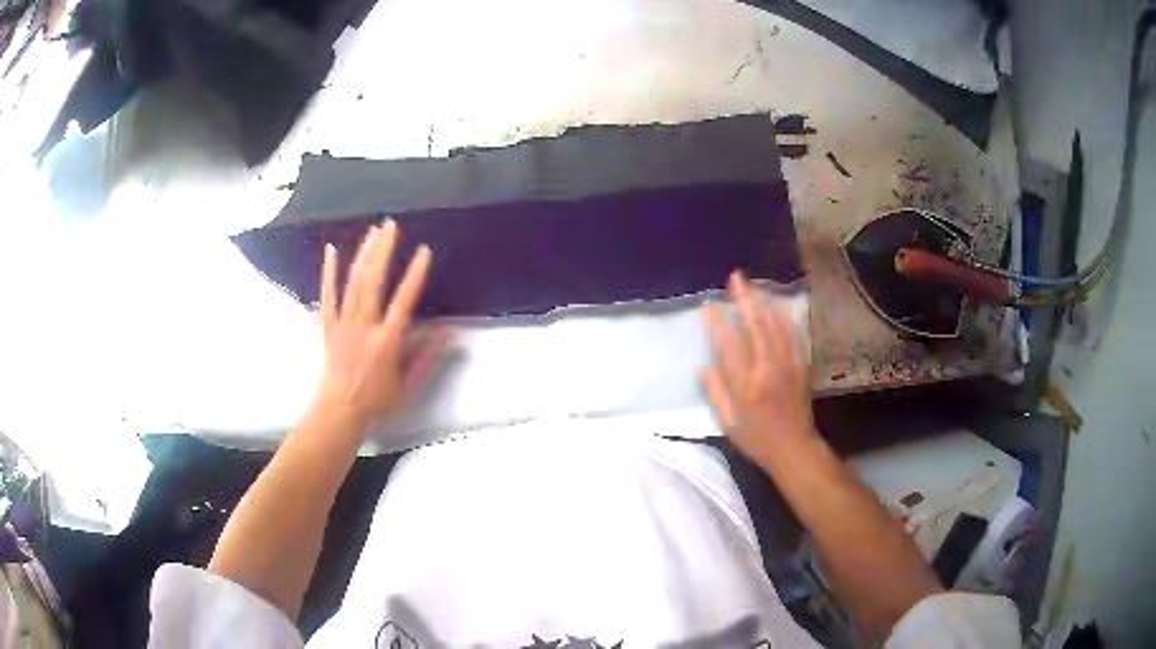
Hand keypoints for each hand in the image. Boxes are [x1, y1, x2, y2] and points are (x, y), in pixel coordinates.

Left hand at [315, 220, 447, 426]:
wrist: (339, 411)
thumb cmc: (378, 401)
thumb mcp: (409, 385)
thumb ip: (427, 357)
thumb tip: (448, 331)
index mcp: (386, 342)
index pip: (403, 302)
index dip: (415, 275)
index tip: (424, 251)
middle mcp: (364, 327)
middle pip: (373, 283)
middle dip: (383, 251)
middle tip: (391, 225)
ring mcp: (343, 324)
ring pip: (353, 283)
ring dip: (363, 254)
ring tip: (373, 231)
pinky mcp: (328, 325)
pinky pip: (327, 294)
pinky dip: (328, 271)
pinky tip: (331, 250)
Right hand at [701, 271, 814, 468]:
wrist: (795, 448)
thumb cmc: (757, 438)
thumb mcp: (729, 423)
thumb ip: (715, 393)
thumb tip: (702, 366)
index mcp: (746, 384)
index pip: (729, 345)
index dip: (717, 323)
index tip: (708, 306)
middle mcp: (767, 368)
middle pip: (755, 326)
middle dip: (744, 299)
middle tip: (736, 277)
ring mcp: (786, 364)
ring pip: (775, 325)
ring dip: (763, 302)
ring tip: (753, 286)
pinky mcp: (799, 365)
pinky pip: (791, 334)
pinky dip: (782, 317)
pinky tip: (776, 307)